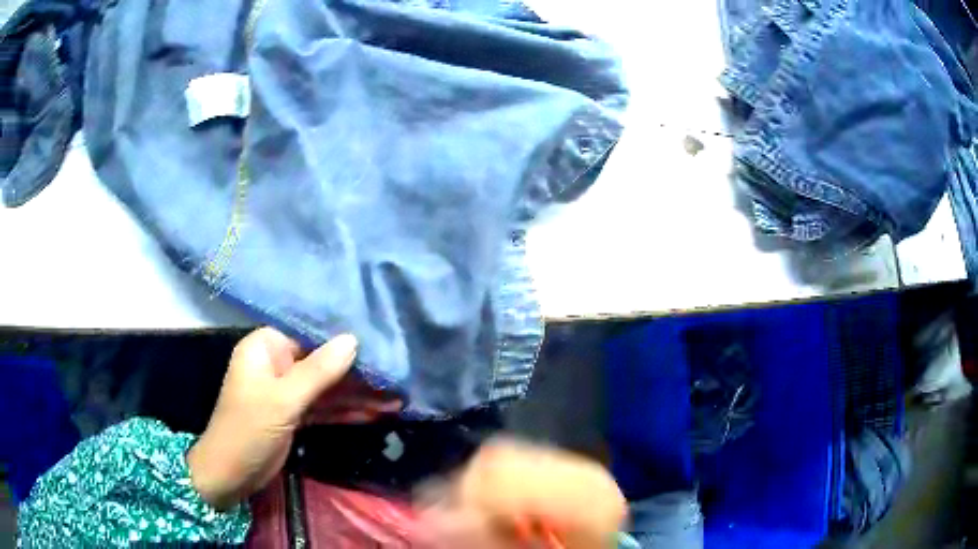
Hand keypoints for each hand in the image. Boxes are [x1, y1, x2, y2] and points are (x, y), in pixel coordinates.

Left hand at [187, 327, 389, 509]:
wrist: (230, 473)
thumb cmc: (249, 428)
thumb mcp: (283, 400)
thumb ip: (319, 371)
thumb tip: (353, 339)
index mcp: (266, 348)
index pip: (310, 335)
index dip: (343, 339)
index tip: (379, 341)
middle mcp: (277, 364)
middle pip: (322, 362)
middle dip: (356, 372)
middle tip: (395, 376)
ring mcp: (287, 391)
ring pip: (327, 388)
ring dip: (357, 394)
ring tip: (396, 396)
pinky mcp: (295, 414)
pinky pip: (324, 407)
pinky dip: (346, 411)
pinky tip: (376, 412)